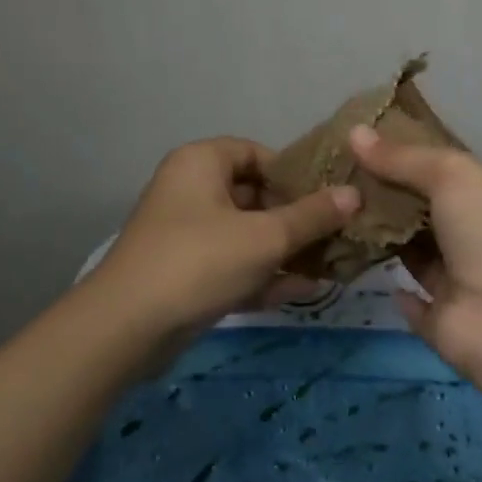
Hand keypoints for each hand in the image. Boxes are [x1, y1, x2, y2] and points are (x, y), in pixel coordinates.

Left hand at [89, 137, 360, 335]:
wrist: (126, 328)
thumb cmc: (200, 261)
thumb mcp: (265, 237)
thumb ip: (312, 216)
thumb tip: (354, 194)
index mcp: (202, 162)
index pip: (256, 153)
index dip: (293, 174)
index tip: (327, 198)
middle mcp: (190, 190)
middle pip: (254, 195)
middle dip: (296, 218)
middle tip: (336, 234)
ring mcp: (186, 234)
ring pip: (246, 234)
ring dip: (284, 250)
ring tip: (330, 264)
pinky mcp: (185, 273)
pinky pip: (232, 264)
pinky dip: (262, 274)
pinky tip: (302, 290)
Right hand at [347, 124, 481, 393]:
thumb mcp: (453, 177)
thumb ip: (404, 158)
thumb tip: (354, 132)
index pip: (442, 173)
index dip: (404, 157)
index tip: (358, 144)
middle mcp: (474, 239)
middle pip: (423, 212)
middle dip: (385, 196)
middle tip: (331, 177)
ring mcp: (459, 284)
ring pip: (413, 254)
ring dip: (382, 239)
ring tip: (332, 215)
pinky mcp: (442, 323)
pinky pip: (413, 304)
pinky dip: (394, 290)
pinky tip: (360, 269)